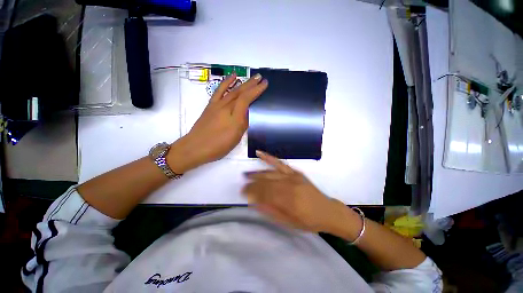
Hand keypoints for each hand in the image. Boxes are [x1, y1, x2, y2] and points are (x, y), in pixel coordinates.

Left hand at [168, 73, 267, 172]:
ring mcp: (217, 105)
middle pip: (240, 92)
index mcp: (234, 117)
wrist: (196, 147)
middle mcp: (226, 107)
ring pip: (232, 90)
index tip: (265, 84)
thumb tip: (247, 113)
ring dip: (243, 83)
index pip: (246, 99)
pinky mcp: (211, 105)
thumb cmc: (218, 145)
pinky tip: (232, 77)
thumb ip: (243, 124)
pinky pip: (219, 91)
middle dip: (252, 84)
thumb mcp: (236, 138)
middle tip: (261, 78)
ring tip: (251, 77)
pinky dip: (226, 82)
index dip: (256, 90)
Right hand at [242, 151, 349, 233]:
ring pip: (270, 173)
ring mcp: (292, 176)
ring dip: (257, 174)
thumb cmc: (308, 221)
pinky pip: (280, 163)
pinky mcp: (295, 172)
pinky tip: (260, 153)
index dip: (252, 192)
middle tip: (243, 186)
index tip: (243, 193)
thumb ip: (271, 212)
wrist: (327, 211)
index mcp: (288, 201)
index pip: (264, 194)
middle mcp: (289, 186)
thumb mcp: (289, 223)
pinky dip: (269, 158)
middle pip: (266, 183)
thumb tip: (255, 202)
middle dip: (252, 184)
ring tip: (246, 175)